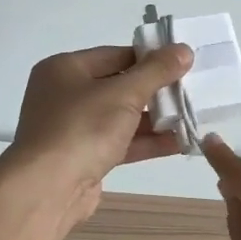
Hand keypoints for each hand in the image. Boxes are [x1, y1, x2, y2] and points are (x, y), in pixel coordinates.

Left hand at [2, 43, 193, 225]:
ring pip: (120, 117)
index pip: (115, 55)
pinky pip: (119, 142)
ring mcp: (72, 128)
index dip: (150, 58)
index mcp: (64, 69)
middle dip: (155, 91)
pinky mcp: (83, 157)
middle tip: (192, 90)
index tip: (182, 63)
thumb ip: (156, 71)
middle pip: (118, 86)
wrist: (48, 190)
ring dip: (155, 119)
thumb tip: (183, 49)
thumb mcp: (124, 93)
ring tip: (192, 117)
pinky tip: (179, 142)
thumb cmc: (82, 128)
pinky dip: (145, 141)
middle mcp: (64, 94)